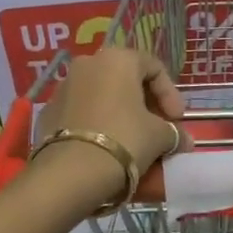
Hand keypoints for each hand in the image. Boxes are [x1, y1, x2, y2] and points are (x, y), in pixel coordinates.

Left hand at [33, 48, 186, 182]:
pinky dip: (98, 123)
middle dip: (146, 104)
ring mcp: (64, 86)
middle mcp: (88, 63)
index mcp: (118, 59)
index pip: (154, 68)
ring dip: (121, 113)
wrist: (70, 173)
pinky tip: (107, 146)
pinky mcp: (48, 111)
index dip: (171, 94)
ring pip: (102, 95)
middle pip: (126, 79)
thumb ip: (174, 132)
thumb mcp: (159, 135)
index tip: (178, 120)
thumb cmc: (124, 139)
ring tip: (132, 140)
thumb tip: (183, 140)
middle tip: (158, 128)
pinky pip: (82, 112)